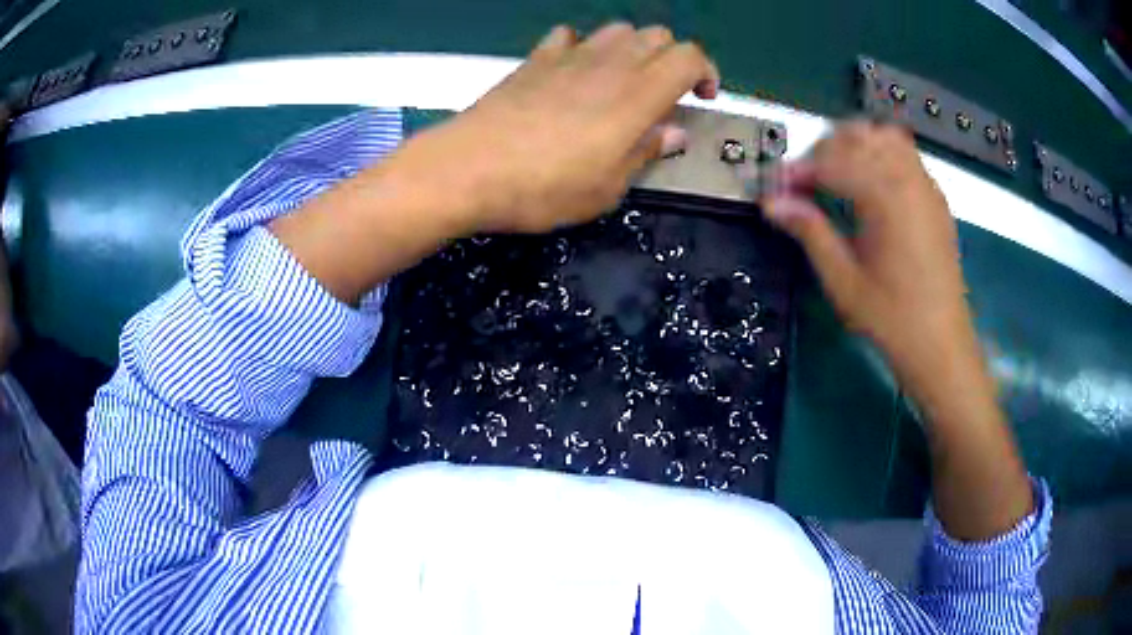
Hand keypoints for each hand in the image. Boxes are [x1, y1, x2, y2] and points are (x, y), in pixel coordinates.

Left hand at [391, 23, 719, 234]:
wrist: (469, 168)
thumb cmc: (544, 187)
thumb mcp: (608, 188)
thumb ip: (646, 152)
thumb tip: (674, 134)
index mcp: (637, 94)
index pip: (689, 56)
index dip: (705, 72)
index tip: (702, 99)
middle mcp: (609, 63)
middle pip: (658, 35)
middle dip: (672, 60)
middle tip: (664, 96)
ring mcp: (569, 56)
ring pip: (618, 29)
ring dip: (632, 49)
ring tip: (623, 83)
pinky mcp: (536, 59)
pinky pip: (569, 36)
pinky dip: (583, 48)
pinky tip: (575, 73)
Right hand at [761, 122, 974, 390]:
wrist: (942, 345)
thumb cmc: (892, 319)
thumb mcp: (843, 281)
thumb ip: (810, 232)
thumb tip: (772, 203)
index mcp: (886, 198)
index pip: (832, 162)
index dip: (798, 171)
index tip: (776, 188)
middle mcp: (908, 180)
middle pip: (858, 137)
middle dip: (824, 151)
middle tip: (804, 183)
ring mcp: (926, 186)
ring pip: (884, 137)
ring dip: (854, 145)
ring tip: (835, 174)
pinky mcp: (935, 198)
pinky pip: (906, 155)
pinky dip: (880, 155)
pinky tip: (869, 184)